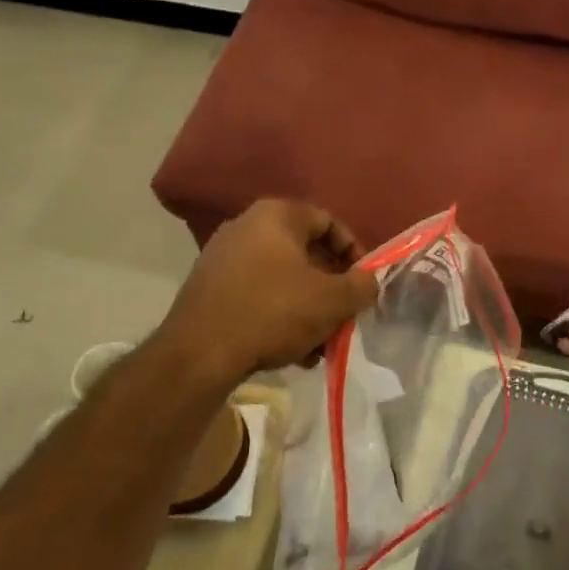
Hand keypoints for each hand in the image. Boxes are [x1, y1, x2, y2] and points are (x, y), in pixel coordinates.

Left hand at [156, 199, 378, 383]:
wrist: (199, 354)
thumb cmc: (274, 312)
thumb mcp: (332, 300)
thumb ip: (361, 286)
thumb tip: (369, 282)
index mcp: (277, 215)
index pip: (328, 223)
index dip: (354, 252)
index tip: (363, 283)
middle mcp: (246, 225)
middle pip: (306, 253)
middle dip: (330, 287)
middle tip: (344, 315)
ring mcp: (222, 257)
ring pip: (282, 279)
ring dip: (308, 307)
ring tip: (320, 343)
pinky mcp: (209, 288)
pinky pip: (257, 295)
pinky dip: (279, 316)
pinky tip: (292, 351)